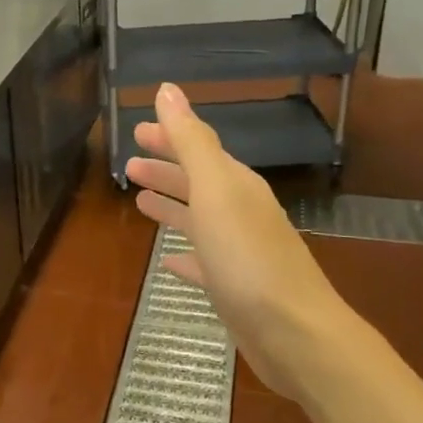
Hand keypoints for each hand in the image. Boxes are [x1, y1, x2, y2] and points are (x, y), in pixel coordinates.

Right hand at [126, 84, 340, 388]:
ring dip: (171, 207)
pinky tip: (167, 261)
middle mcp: (240, 213)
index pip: (199, 149)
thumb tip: (168, 90)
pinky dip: (184, 256)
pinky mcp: (234, 289)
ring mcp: (239, 252)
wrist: (293, 332)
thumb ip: (191, 141)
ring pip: (198, 220)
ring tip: (140, 201)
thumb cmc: (247, 257)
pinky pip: (203, 263)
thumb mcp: (215, 190)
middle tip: (129, 164)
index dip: (169, 137)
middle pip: (198, 182)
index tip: (137, 130)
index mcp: (236, 186)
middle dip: (166, 170)